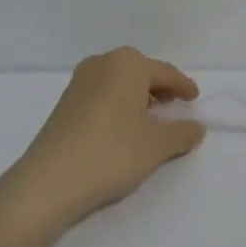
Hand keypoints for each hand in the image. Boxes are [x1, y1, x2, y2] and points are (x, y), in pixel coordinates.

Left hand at [0, 47, 205, 234]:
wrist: (48, 183)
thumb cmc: (111, 153)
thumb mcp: (157, 146)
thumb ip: (182, 133)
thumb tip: (197, 127)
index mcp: (128, 64)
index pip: (165, 72)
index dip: (183, 86)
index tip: (195, 99)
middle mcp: (102, 64)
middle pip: (140, 72)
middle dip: (159, 87)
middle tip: (174, 104)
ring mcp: (79, 83)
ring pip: (118, 83)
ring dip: (136, 97)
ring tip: (150, 118)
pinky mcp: (63, 104)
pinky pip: (101, 95)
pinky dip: (117, 105)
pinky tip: (122, 128)